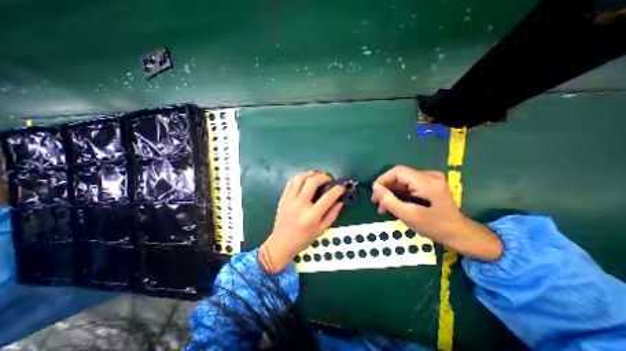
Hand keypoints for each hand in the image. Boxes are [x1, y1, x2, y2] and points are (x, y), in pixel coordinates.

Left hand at [261, 172, 346, 271]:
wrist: (281, 243)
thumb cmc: (303, 239)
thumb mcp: (321, 230)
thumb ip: (332, 214)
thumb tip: (340, 201)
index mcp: (311, 216)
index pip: (328, 197)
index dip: (337, 189)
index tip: (342, 187)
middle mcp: (299, 206)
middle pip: (312, 182)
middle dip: (323, 177)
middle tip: (329, 179)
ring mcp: (289, 200)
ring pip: (300, 178)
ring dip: (311, 174)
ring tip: (317, 177)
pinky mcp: (282, 198)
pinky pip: (291, 182)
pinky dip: (300, 177)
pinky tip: (306, 180)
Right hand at [371, 166, 502, 261]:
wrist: (458, 234)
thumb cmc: (434, 226)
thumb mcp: (408, 215)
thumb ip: (389, 200)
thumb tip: (375, 187)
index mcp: (427, 182)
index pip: (398, 171)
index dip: (383, 179)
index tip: (375, 193)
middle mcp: (430, 176)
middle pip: (399, 176)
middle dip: (386, 189)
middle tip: (377, 203)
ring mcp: (431, 179)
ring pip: (402, 182)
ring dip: (391, 193)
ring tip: (382, 207)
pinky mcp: (429, 184)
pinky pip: (408, 185)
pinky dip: (399, 194)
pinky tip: (393, 204)